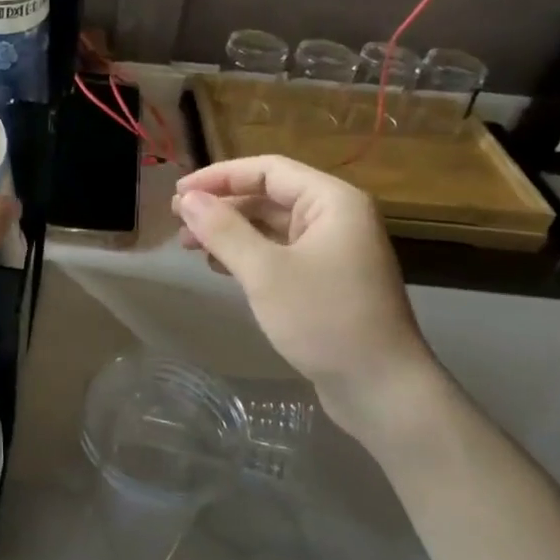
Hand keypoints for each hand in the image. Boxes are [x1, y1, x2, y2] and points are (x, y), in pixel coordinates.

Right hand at [171, 156, 440, 447]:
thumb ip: (224, 230)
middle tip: (177, 221)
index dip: (219, 177)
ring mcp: (333, 251)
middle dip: (221, 206)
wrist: (382, 390)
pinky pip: (279, 253)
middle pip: (268, 196)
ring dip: (230, 231)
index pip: (267, 170)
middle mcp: (336, 218)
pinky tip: (219, 266)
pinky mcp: (326, 281)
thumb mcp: (265, 273)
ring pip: (271, 227)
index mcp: (331, 201)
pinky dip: (247, 255)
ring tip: (189, 245)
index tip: (178, 193)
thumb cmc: (324, 320)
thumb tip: (188, 200)